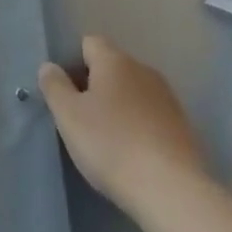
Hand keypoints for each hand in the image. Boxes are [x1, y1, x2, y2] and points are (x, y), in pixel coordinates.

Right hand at [37, 35, 207, 216]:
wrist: (171, 189)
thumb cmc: (111, 144)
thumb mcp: (69, 116)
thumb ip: (54, 86)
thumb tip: (49, 66)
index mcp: (114, 60)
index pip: (89, 43)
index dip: (73, 62)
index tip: (65, 93)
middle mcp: (143, 69)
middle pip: (112, 66)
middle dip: (95, 85)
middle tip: (80, 119)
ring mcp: (167, 97)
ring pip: (133, 91)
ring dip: (118, 106)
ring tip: (106, 139)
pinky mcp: (182, 125)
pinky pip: (151, 114)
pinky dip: (139, 125)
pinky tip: (133, 153)